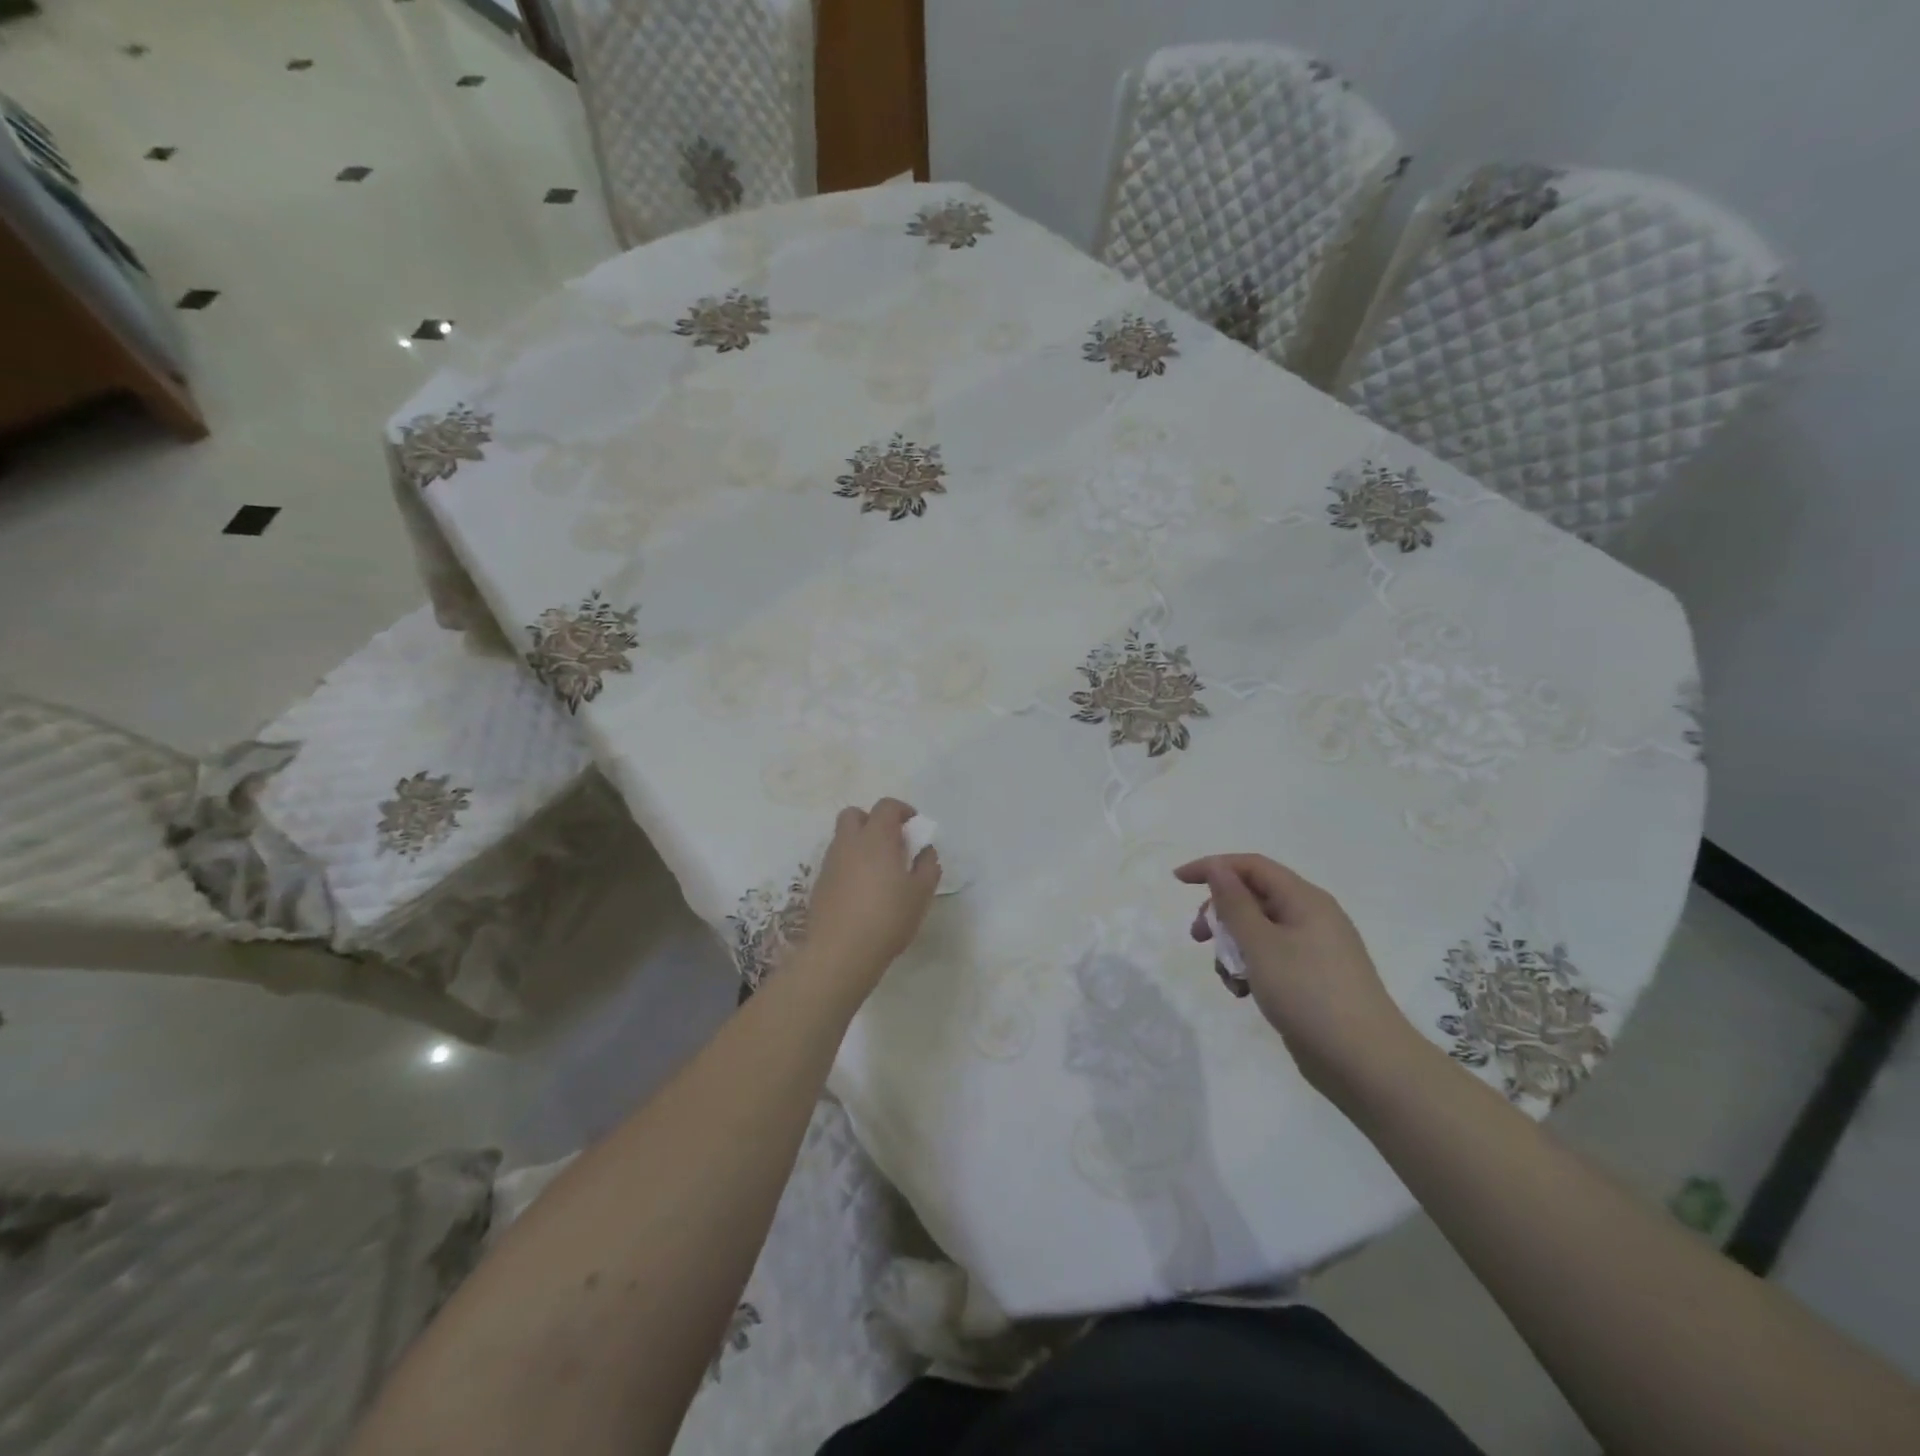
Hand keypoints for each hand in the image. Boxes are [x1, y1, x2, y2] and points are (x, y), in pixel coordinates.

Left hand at [799, 798, 940, 998]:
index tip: (914, 826)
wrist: (840, 952)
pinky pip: (836, 861)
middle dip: (872, 820)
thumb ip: (928, 865)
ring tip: (878, 870)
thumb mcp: (921, 893)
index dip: (902, 810)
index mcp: (876, 837)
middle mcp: (849, 842)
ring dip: (860, 843)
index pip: (886, 806)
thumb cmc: (888, 917)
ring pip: (842, 838)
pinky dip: (849, 865)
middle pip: (854, 814)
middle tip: (891, 843)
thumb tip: (925, 850)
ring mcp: (830, 862)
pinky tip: (862, 890)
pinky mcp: (819, 883)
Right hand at [1176, 854, 1419, 1106]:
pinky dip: (1251, 969)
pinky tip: (1244, 993)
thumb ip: (1234, 903)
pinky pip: (1272, 958)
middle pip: (1253, 897)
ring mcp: (1315, 949)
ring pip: (1259, 931)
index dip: (1213, 867)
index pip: (1251, 866)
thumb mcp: (1261, 944)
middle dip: (1220, 914)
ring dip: (1233, 948)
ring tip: (1227, 978)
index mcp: (1304, 899)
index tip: (1178, 882)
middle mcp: (1312, 917)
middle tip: (1198, 938)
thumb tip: (1217, 867)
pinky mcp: (1313, 978)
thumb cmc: (1308, 993)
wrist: (1366, 1062)